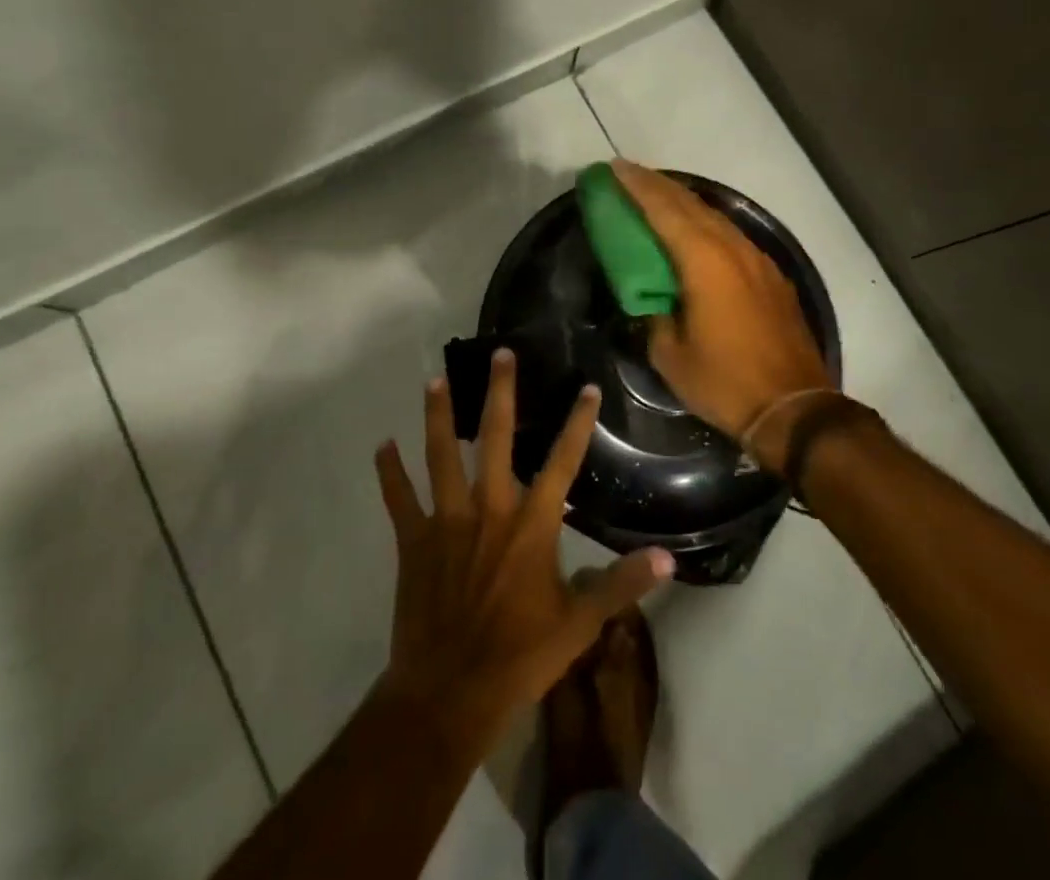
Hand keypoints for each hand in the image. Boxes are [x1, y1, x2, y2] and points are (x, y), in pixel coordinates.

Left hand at [374, 351, 672, 737]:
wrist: (449, 695)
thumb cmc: (519, 657)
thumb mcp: (580, 625)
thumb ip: (621, 586)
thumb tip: (667, 561)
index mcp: (531, 526)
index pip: (563, 462)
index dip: (577, 423)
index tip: (586, 388)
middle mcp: (489, 510)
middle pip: (496, 440)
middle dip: (500, 394)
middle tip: (499, 355)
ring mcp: (447, 522)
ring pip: (441, 457)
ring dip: (438, 417)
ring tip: (434, 380)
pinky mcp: (414, 542)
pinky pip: (399, 499)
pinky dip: (390, 472)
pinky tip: (382, 445)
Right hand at [611, 161, 834, 461]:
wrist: (795, 407)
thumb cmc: (725, 382)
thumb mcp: (671, 356)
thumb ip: (654, 317)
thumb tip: (651, 300)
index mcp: (704, 262)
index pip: (664, 211)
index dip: (638, 187)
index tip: (616, 168)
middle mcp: (733, 249)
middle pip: (691, 204)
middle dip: (658, 186)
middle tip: (630, 174)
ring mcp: (757, 260)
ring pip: (715, 217)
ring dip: (684, 202)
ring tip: (658, 196)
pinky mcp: (771, 275)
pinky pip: (732, 236)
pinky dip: (707, 224)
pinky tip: (697, 231)